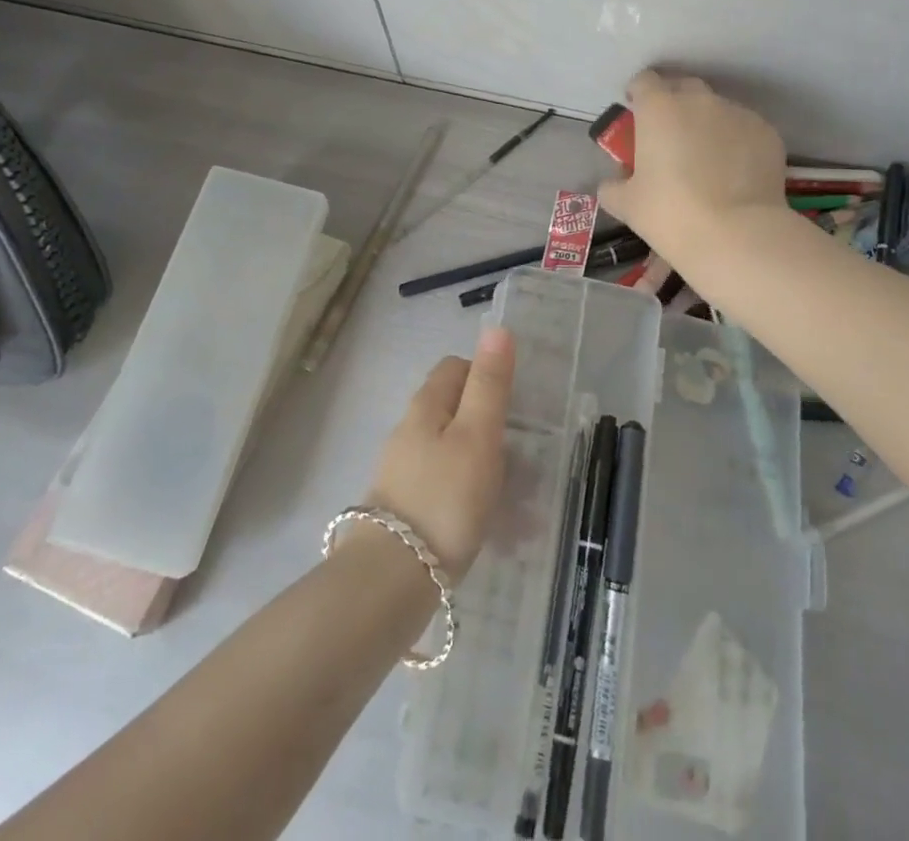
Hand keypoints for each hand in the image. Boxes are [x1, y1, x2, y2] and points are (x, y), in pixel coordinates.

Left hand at [364, 326, 514, 580]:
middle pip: (451, 408)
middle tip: (518, 452)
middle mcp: (408, 431)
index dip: (485, 375)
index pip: (455, 367)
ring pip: (449, 450)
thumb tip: (497, 328)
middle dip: (486, 422)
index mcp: (426, 406)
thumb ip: (489, 383)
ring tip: (513, 497)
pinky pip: (443, 487)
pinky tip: (486, 524)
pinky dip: (467, 495)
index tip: (513, 403)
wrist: (390, 581)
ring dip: (480, 463)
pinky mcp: (402, 510)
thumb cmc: (445, 498)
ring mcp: (401, 471)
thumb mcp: (477, 435)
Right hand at [596, 70, 787, 265]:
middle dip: (674, 104)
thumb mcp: (627, 205)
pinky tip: (734, 174)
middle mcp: (699, 101)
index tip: (637, 114)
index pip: (644, 81)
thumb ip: (613, 187)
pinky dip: (736, 143)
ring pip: (717, 109)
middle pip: (683, 88)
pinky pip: (744, 130)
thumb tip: (614, 183)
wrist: (737, 235)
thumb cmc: (671, 214)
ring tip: (707, 160)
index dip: (638, 94)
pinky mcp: (767, 133)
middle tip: (669, 137)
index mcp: (659, 108)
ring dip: (707, 124)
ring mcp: (738, 114)